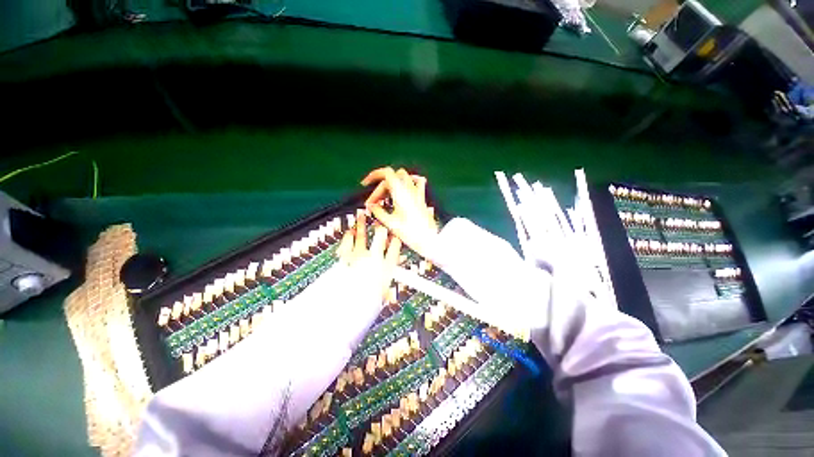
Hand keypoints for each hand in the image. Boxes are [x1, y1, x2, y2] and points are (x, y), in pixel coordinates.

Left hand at [336, 209, 401, 299]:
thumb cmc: (366, 303)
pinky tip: (349, 231)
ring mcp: (358, 255)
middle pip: (380, 236)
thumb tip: (391, 296)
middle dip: (381, 228)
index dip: (396, 240)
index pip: (394, 247)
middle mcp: (374, 257)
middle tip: (380, 222)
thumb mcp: (381, 298)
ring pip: (361, 235)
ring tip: (361, 215)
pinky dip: (348, 236)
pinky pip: (347, 243)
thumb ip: (386, 292)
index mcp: (386, 266)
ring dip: (361, 224)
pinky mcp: (345, 257)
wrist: (347, 304)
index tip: (395, 235)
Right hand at [361, 167, 438, 259]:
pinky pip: (417, 182)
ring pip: (402, 178)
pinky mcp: (422, 198)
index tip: (365, 184)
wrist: (429, 239)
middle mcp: (410, 189)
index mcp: (401, 193)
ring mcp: (417, 193)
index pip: (386, 173)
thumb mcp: (390, 223)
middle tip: (374, 203)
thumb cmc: (410, 233)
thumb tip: (370, 206)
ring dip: (391, 184)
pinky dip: (409, 181)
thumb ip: (378, 212)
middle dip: (380, 189)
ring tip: (385, 197)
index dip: (374, 175)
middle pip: (391, 179)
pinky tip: (405, 187)